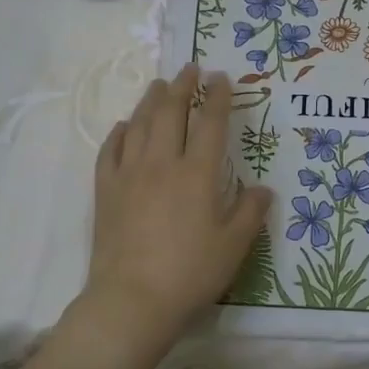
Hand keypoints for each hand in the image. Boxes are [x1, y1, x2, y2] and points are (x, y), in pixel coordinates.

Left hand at [77, 63, 270, 357]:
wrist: (133, 300)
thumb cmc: (191, 273)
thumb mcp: (234, 246)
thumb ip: (250, 212)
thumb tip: (263, 188)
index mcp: (197, 174)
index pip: (210, 124)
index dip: (218, 98)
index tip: (221, 78)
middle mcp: (162, 164)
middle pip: (171, 113)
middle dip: (183, 86)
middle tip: (190, 68)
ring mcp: (129, 175)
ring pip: (140, 125)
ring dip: (151, 100)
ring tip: (159, 85)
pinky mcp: (105, 191)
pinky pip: (110, 151)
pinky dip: (120, 133)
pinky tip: (125, 127)